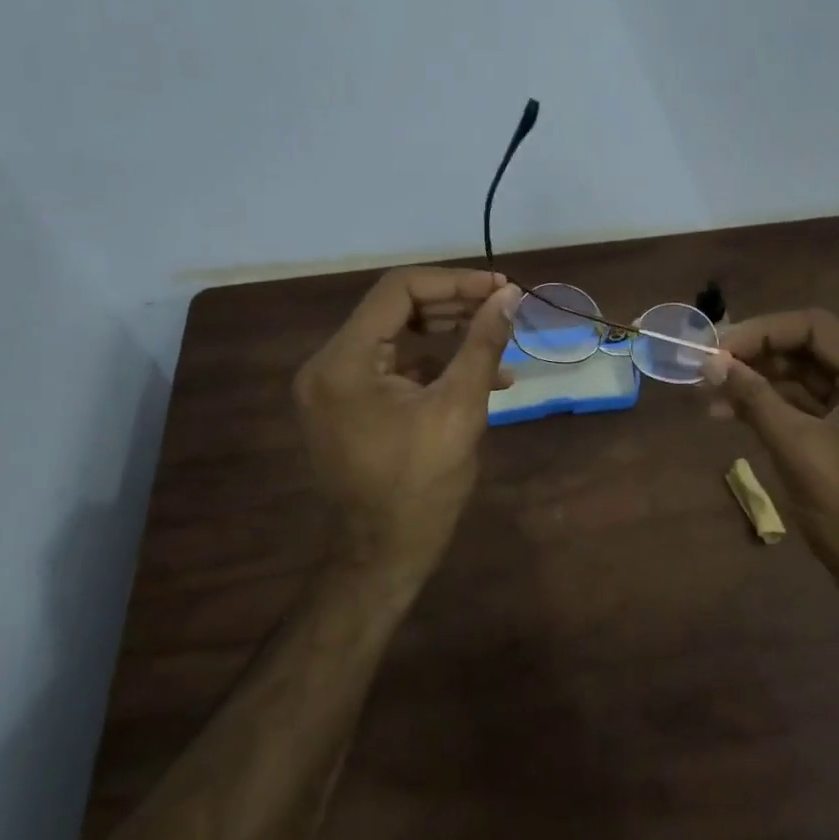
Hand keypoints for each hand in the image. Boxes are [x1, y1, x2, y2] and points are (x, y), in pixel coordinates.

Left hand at [293, 267, 520, 597]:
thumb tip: (509, 296)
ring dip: (449, 334)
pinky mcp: (349, 406)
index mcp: (344, 362)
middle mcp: (329, 365)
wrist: (383, 557)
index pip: (399, 291)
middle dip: (455, 305)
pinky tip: (482, 377)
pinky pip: (394, 368)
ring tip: (499, 338)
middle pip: (396, 310)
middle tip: (504, 307)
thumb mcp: (459, 408)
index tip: (501, 289)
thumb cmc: (420, 487)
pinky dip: (435, 365)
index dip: (455, 282)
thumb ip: (482, 344)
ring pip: (398, 337)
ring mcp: (335, 387)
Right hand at [705, 310, 838, 599]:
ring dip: (751, 378)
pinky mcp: (833, 429)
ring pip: (793, 375)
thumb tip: (710, 363)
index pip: (815, 328)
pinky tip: (722, 411)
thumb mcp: (799, 449)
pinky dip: (759, 403)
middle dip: (753, 353)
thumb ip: (755, 400)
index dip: (764, 330)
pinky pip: (792, 403)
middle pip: (802, 348)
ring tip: (704, 388)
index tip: (719, 346)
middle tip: (705, 362)